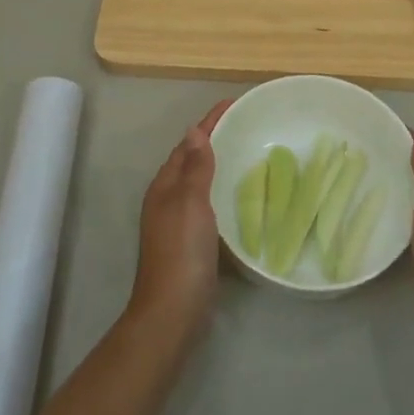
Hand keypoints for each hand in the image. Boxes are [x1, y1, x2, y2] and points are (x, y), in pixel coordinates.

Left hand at [128, 99, 230, 343]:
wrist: (173, 312)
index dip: (209, 122)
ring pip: (200, 183)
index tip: (234, 103)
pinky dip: (223, 192)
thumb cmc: (182, 252)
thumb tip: (194, 130)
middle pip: (191, 160)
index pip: (188, 144)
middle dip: (215, 140)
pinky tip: (242, 197)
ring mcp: (178, 223)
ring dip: (219, 165)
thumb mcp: (189, 203)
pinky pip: (209, 205)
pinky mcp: (191, 243)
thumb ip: (194, 168)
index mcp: (165, 186)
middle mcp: (167, 200)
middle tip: (247, 125)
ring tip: (248, 153)